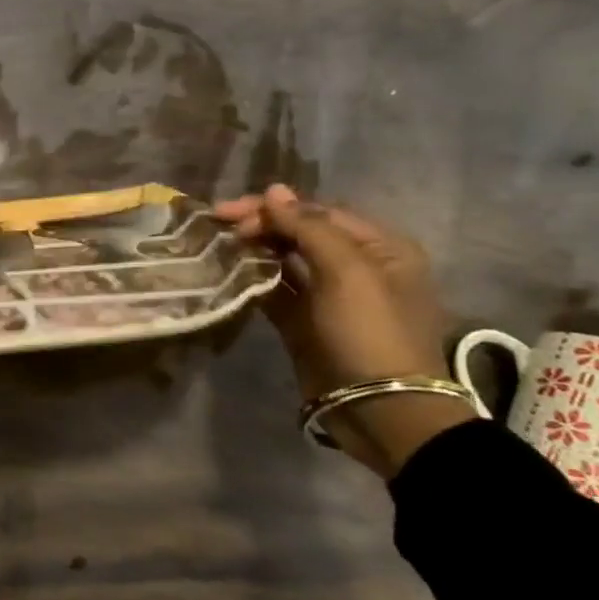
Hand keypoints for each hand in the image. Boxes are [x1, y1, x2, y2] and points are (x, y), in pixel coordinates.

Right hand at [213, 185, 470, 476]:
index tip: (230, 213)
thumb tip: (274, 191)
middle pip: (301, 232)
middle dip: (261, 225)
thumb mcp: (347, 271)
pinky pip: (276, 291)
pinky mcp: (305, 323)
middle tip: (220, 226)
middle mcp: (357, 266)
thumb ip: (308, 227)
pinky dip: (253, 279)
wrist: (380, 409)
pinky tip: (229, 272)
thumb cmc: (370, 331)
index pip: (319, 212)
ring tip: (218, 244)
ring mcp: (330, 296)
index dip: (274, 208)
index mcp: (380, 247)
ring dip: (254, 249)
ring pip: (285, 260)